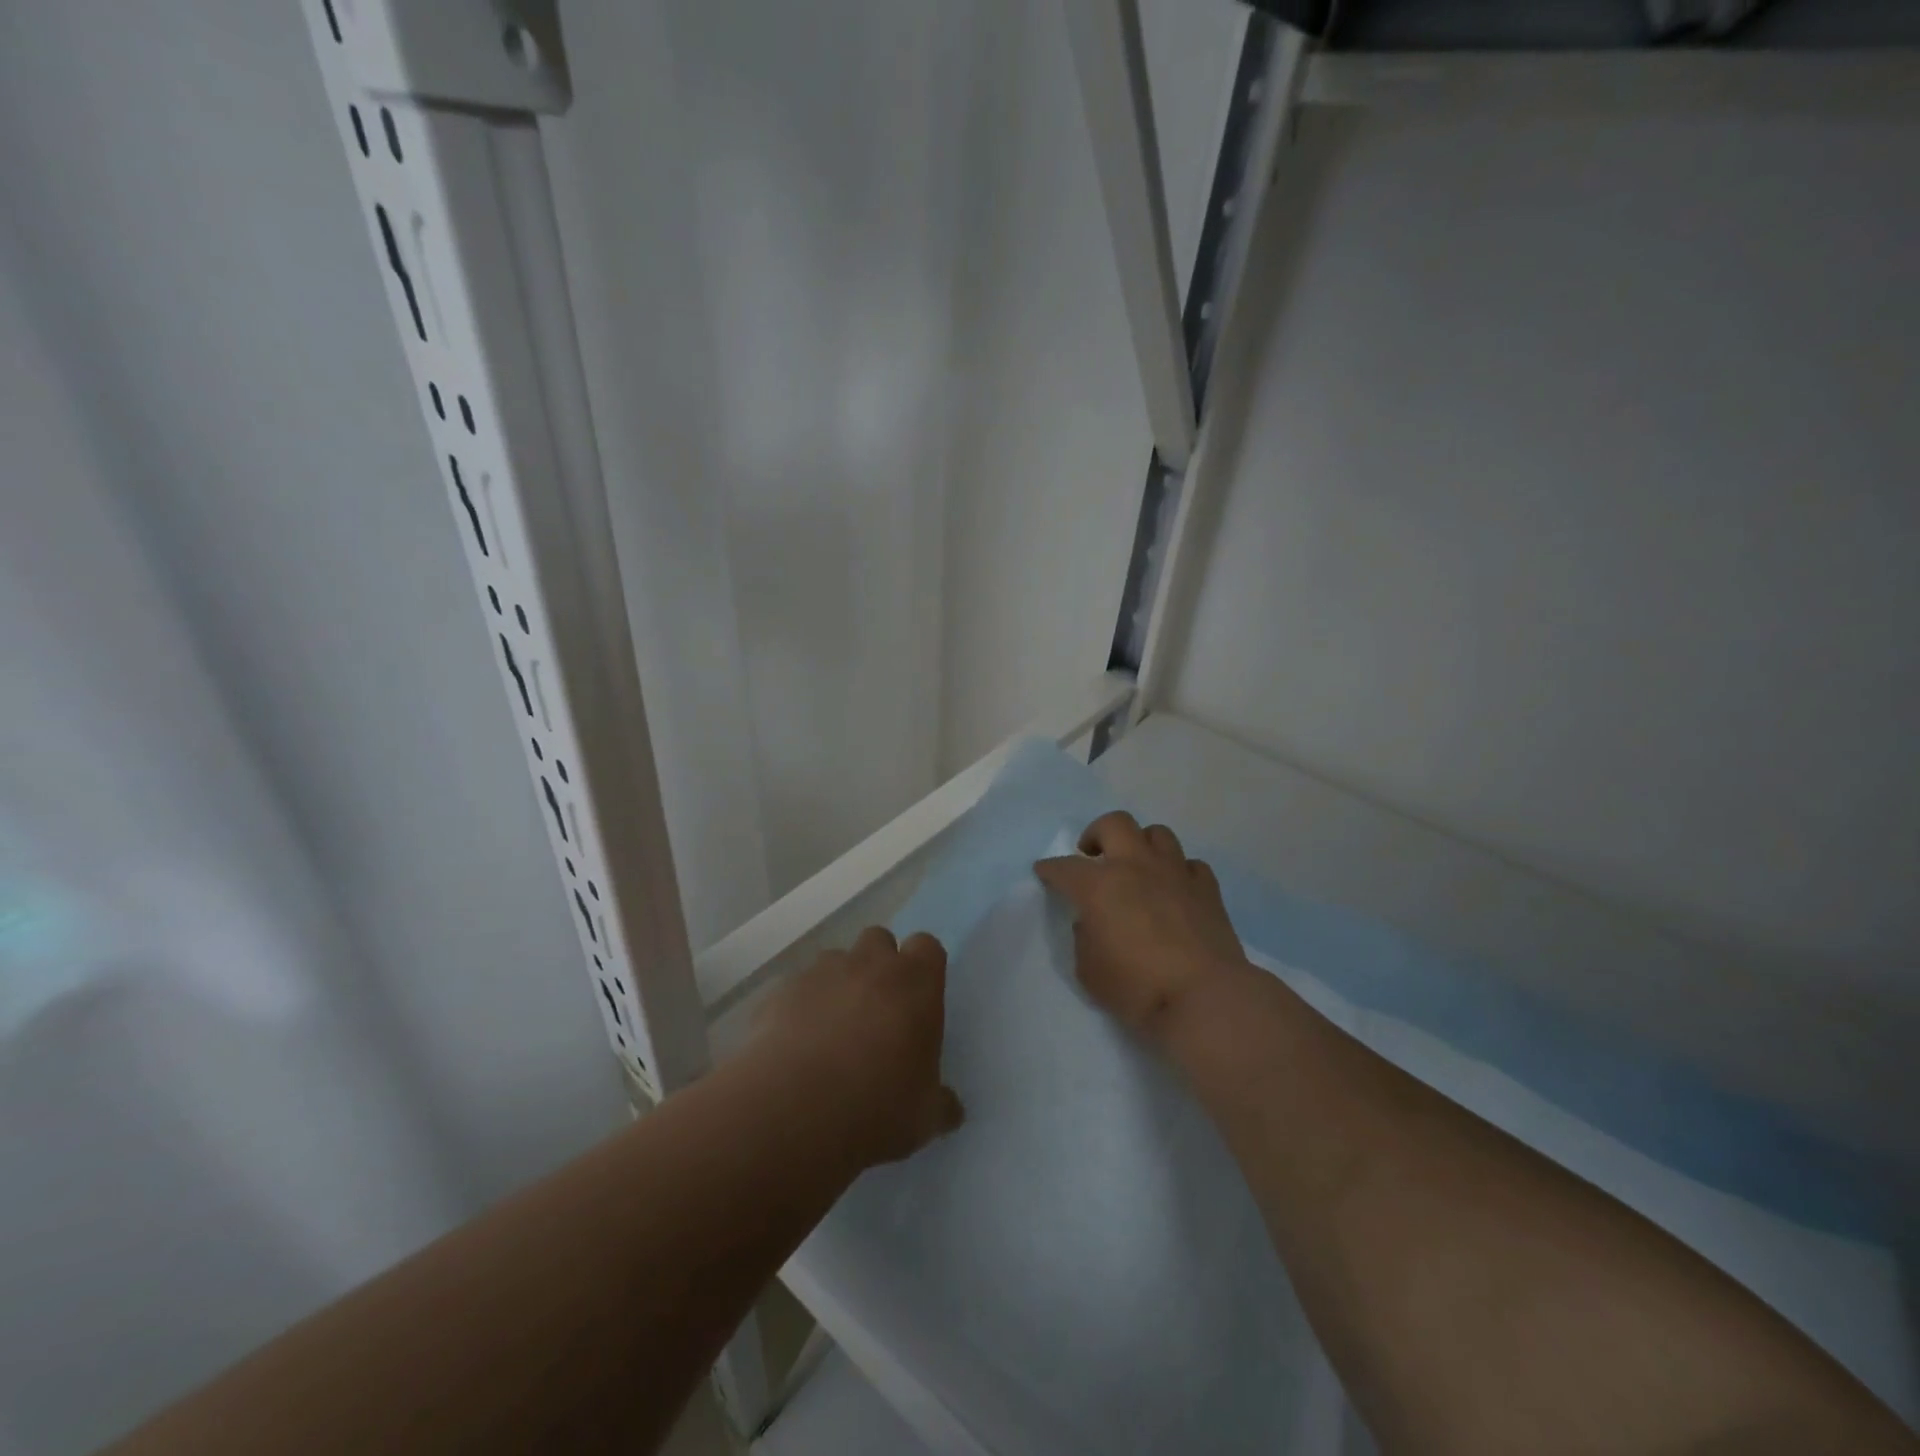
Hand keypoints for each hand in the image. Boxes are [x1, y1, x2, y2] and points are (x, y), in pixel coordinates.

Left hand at [752, 926, 964, 1167]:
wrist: (793, 1112)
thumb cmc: (876, 1107)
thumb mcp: (925, 1118)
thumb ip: (941, 1103)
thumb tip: (951, 1108)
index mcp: (915, 984)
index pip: (927, 946)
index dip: (923, 967)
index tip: (919, 1000)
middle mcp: (869, 965)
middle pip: (879, 940)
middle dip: (879, 965)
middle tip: (877, 1011)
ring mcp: (821, 973)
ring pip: (835, 960)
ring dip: (839, 983)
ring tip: (832, 1030)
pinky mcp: (780, 991)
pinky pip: (796, 988)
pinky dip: (800, 1007)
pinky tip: (795, 1046)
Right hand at [1035, 811, 1251, 1047]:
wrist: (1203, 998)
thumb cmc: (1138, 988)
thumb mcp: (1089, 971)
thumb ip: (1084, 939)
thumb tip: (1091, 922)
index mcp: (1100, 886)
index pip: (1065, 867)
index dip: (1050, 868)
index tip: (1044, 871)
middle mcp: (1136, 867)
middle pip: (1115, 824)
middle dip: (1097, 833)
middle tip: (1092, 854)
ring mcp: (1175, 873)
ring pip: (1157, 834)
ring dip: (1141, 845)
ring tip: (1136, 866)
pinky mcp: (1207, 889)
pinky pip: (1190, 865)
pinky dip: (1179, 871)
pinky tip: (1174, 888)